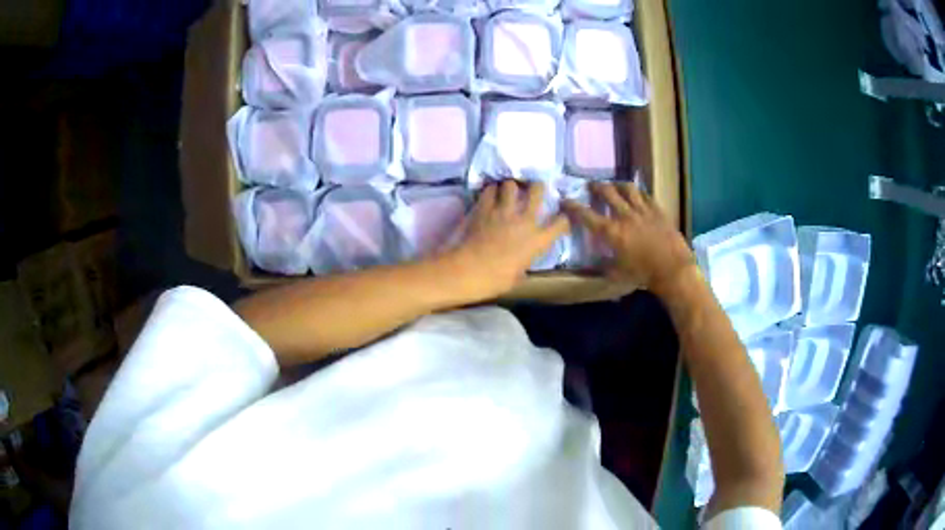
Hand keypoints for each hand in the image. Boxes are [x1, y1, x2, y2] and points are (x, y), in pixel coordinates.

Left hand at [443, 180, 569, 298]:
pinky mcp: (485, 209)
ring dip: (510, 186)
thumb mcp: (518, 277)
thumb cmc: (497, 280)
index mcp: (538, 241)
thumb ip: (524, 265)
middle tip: (533, 188)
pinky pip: (489, 191)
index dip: (562, 218)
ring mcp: (504, 212)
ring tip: (507, 189)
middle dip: (536, 187)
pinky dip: (491, 190)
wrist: (471, 270)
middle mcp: (525, 221)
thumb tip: (521, 266)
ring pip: (511, 185)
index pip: (560, 222)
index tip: (559, 217)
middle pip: (537, 191)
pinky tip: (490, 194)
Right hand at [562, 182, 692, 289]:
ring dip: (618, 185)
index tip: (565, 200)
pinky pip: (646, 195)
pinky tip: (637, 195)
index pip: (586, 215)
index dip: (572, 206)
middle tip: (591, 186)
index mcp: (611, 232)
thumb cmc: (643, 275)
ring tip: (615, 185)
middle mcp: (624, 216)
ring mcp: (643, 210)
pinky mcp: (658, 211)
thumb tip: (595, 261)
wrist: (673, 269)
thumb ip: (605, 265)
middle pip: (607, 193)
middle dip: (596, 187)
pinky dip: (638, 193)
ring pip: (627, 189)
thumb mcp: (618, 274)